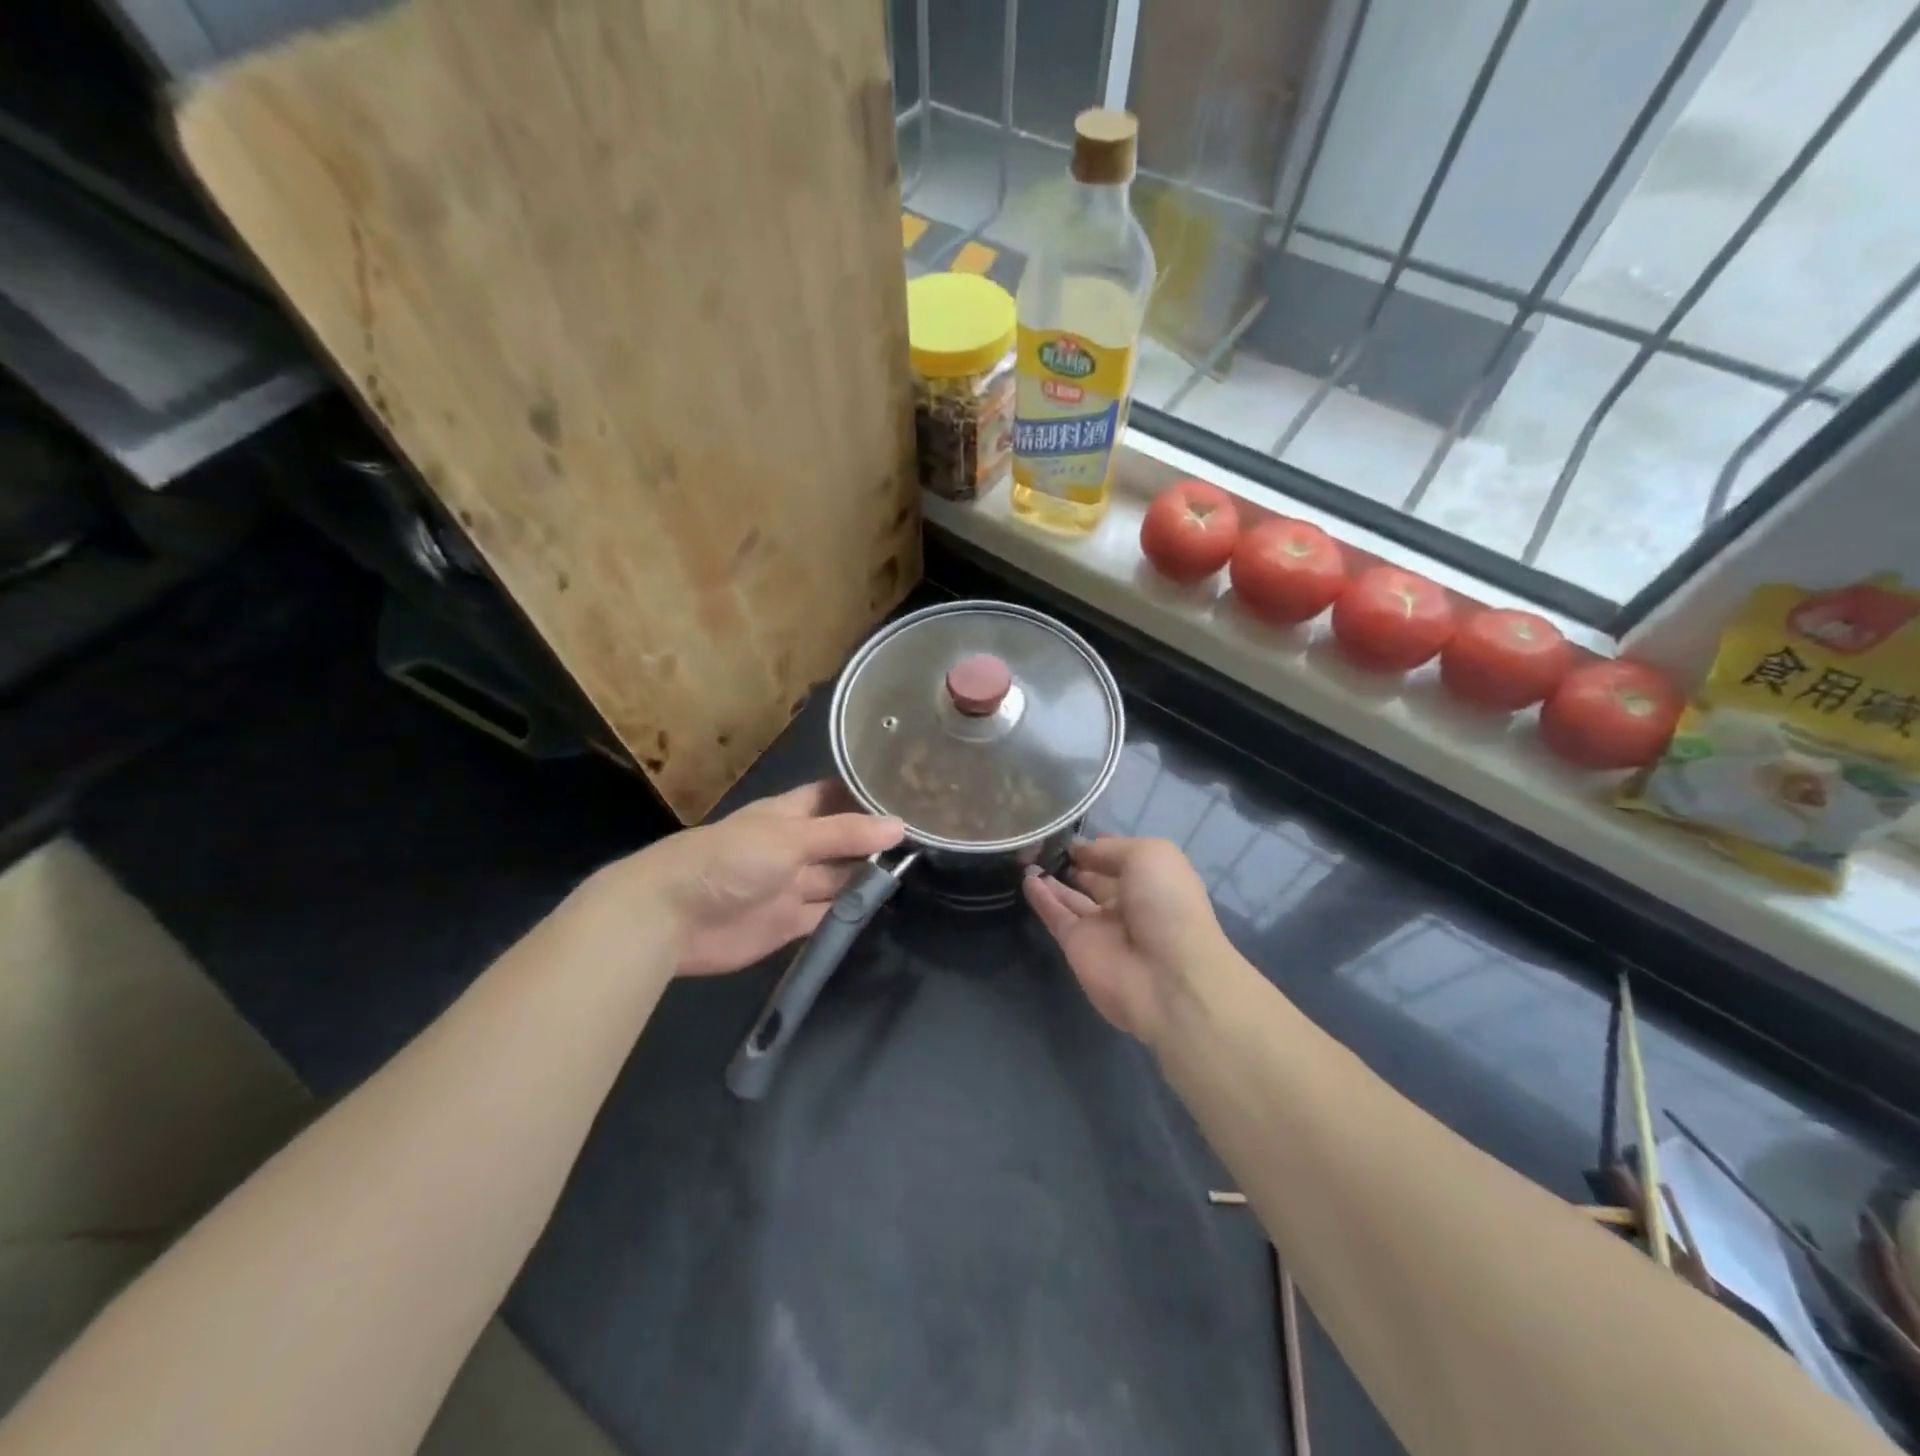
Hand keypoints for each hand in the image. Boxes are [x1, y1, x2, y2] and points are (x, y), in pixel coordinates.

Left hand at [585, 782, 903, 977]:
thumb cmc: (729, 859)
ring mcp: (792, 886)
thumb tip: (899, 826)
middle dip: (875, 840)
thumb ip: (844, 834)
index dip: (865, 796)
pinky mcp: (789, 924)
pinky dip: (851, 912)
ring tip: (920, 871)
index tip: (910, 794)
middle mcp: (794, 846)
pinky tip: (883, 907)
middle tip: (929, 839)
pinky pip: (828, 914)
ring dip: (868, 877)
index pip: (833, 797)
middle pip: (842, 840)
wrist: (670, 917)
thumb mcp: (790, 838)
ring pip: (839, 878)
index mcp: (789, 815)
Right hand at [1023, 836, 1224, 1045]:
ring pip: (1072, 897)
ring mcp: (1101, 926)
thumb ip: (1109, 850)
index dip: (1099, 845)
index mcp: (1153, 879)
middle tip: (1043, 842)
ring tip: (1028, 855)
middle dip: (1075, 861)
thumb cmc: (1167, 905)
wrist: (1167, 979)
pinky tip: (1026, 877)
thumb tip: (1079, 850)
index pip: (1121, 857)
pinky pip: (1055, 916)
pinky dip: (1041, 897)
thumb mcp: (1147, 856)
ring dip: (1052, 878)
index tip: (1073, 832)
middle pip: (1095, 878)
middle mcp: (1128, 902)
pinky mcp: (1077, 946)